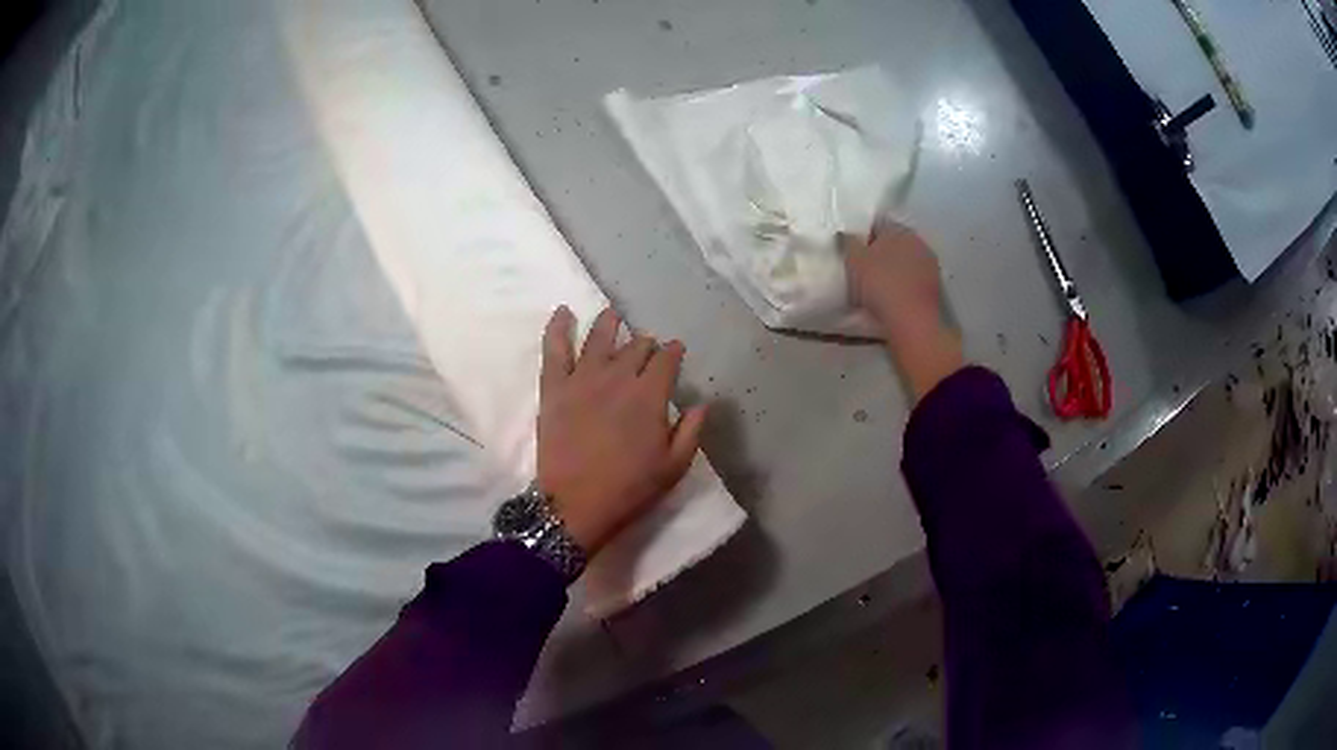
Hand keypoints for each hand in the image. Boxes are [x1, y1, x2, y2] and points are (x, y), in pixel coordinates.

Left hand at [537, 306, 707, 556]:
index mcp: (649, 395)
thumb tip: (702, 403)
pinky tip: (563, 311)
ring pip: (598, 338)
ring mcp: (582, 378)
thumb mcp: (674, 466)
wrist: (575, 504)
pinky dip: (558, 327)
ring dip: (609, 323)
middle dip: (645, 344)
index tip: (676, 351)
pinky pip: (555, 349)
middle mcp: (618, 377)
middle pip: (635, 346)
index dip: (673, 352)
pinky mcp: (554, 387)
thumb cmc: (630, 488)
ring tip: (612, 314)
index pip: (666, 360)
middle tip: (646, 348)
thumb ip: (692, 431)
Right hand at [844, 222, 963, 399]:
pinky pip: (911, 282)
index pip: (877, 225)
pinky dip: (901, 287)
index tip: (852, 254)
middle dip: (879, 254)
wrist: (912, 323)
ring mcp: (929, 266)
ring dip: (891, 272)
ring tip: (875, 289)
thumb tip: (847, 233)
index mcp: (900, 230)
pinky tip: (890, 301)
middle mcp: (919, 242)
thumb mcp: (854, 260)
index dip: (862, 238)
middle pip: (893, 244)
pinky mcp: (933, 288)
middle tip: (861, 271)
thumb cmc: (881, 285)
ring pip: (903, 263)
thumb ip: (848, 241)